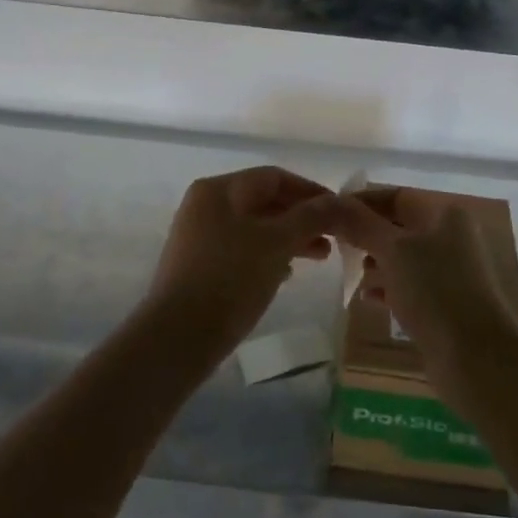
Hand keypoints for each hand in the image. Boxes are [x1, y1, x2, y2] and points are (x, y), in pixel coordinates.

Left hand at [141, 167, 335, 365]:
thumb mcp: (277, 243)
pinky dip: (269, 256)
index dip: (310, 191)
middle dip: (302, 218)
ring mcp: (199, 238)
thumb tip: (341, 202)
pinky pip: (243, 250)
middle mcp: (205, 206)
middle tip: (333, 238)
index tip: (339, 212)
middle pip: (264, 201)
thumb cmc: (230, 279)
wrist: (177, 339)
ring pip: (255, 228)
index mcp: (219, 190)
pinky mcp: (199, 268)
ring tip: (319, 258)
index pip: (274, 177)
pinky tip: (287, 275)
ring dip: (289, 238)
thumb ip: (311, 217)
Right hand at [329, 189, 517, 373]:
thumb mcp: (393, 250)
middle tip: (334, 244)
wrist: (477, 358)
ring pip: (404, 258)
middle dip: (367, 234)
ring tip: (347, 270)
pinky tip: (366, 298)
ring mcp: (450, 273)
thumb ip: (360, 224)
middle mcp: (451, 237)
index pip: (397, 196)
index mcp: (446, 214)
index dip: (363, 202)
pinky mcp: (446, 305)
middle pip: (400, 227)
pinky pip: (410, 286)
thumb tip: (330, 202)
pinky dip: (387, 287)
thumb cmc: (435, 290)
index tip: (330, 213)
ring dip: (375, 261)